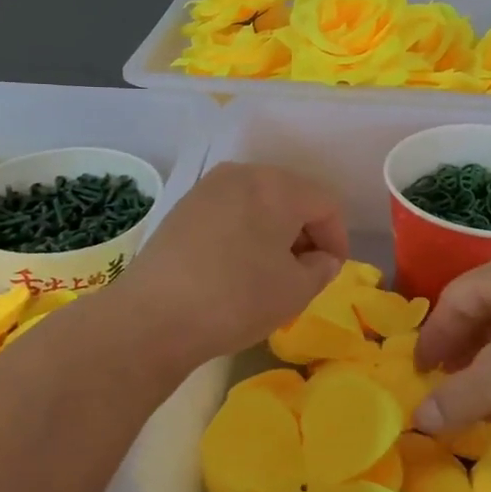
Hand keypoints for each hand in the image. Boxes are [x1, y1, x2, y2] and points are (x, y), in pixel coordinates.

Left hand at [121, 162, 347, 366]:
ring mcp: (208, 188)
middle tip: (305, 272)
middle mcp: (243, 174)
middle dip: (305, 233)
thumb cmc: (237, 298)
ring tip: (270, 271)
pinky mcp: (183, 207)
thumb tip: (320, 259)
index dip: (338, 238)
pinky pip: (230, 212)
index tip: (332, 271)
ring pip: (259, 203)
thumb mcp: (296, 290)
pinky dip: (244, 233)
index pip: (326, 204)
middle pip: (291, 197)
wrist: (153, 316)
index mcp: (278, 186)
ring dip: (274, 232)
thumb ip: (322, 268)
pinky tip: (236, 267)